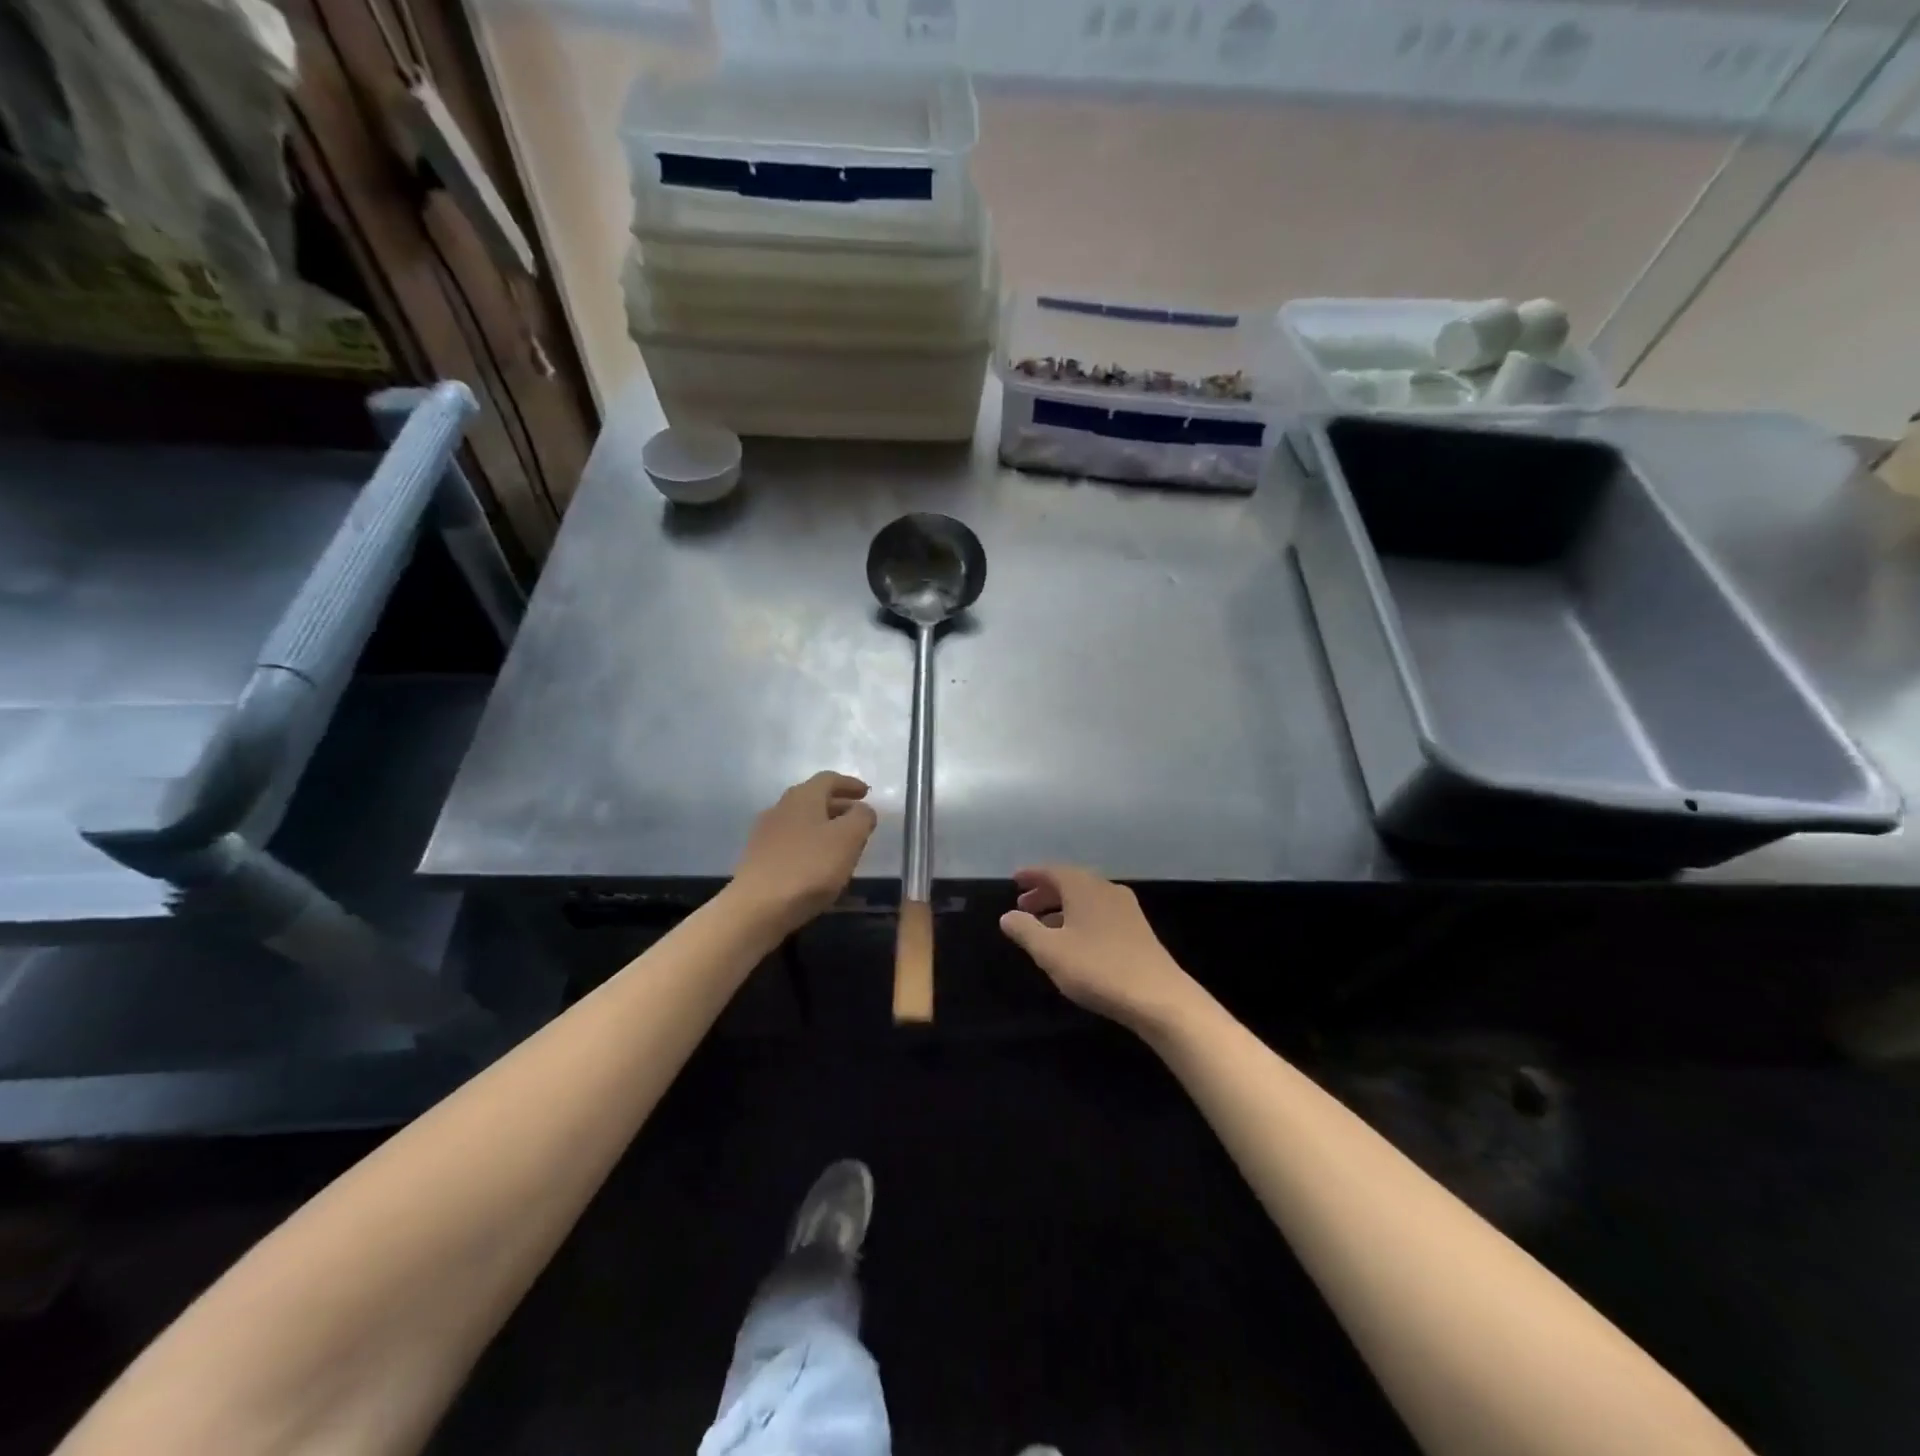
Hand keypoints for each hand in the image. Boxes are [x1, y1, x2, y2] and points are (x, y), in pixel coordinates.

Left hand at [732, 772, 877, 933]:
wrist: (757, 907)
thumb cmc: (809, 867)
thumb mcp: (848, 838)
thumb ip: (862, 817)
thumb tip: (863, 809)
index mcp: (803, 797)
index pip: (828, 779)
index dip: (850, 784)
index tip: (866, 792)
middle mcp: (781, 807)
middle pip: (813, 798)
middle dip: (839, 805)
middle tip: (858, 818)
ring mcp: (766, 833)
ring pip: (802, 820)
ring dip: (824, 826)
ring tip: (842, 843)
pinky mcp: (759, 857)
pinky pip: (791, 841)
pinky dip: (809, 843)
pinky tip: (818, 863)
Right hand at [998, 865, 1201, 1034]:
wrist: (1158, 997)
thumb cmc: (1097, 968)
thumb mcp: (1050, 951)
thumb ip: (1025, 930)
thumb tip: (1007, 915)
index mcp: (1084, 887)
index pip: (1052, 871)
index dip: (1032, 875)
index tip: (1015, 880)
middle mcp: (1106, 889)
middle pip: (1071, 883)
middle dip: (1045, 893)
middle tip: (1024, 906)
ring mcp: (1126, 909)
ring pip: (1086, 899)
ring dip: (1062, 908)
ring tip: (1044, 927)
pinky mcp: (1138, 930)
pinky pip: (1100, 913)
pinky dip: (1080, 919)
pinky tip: (1074, 942)